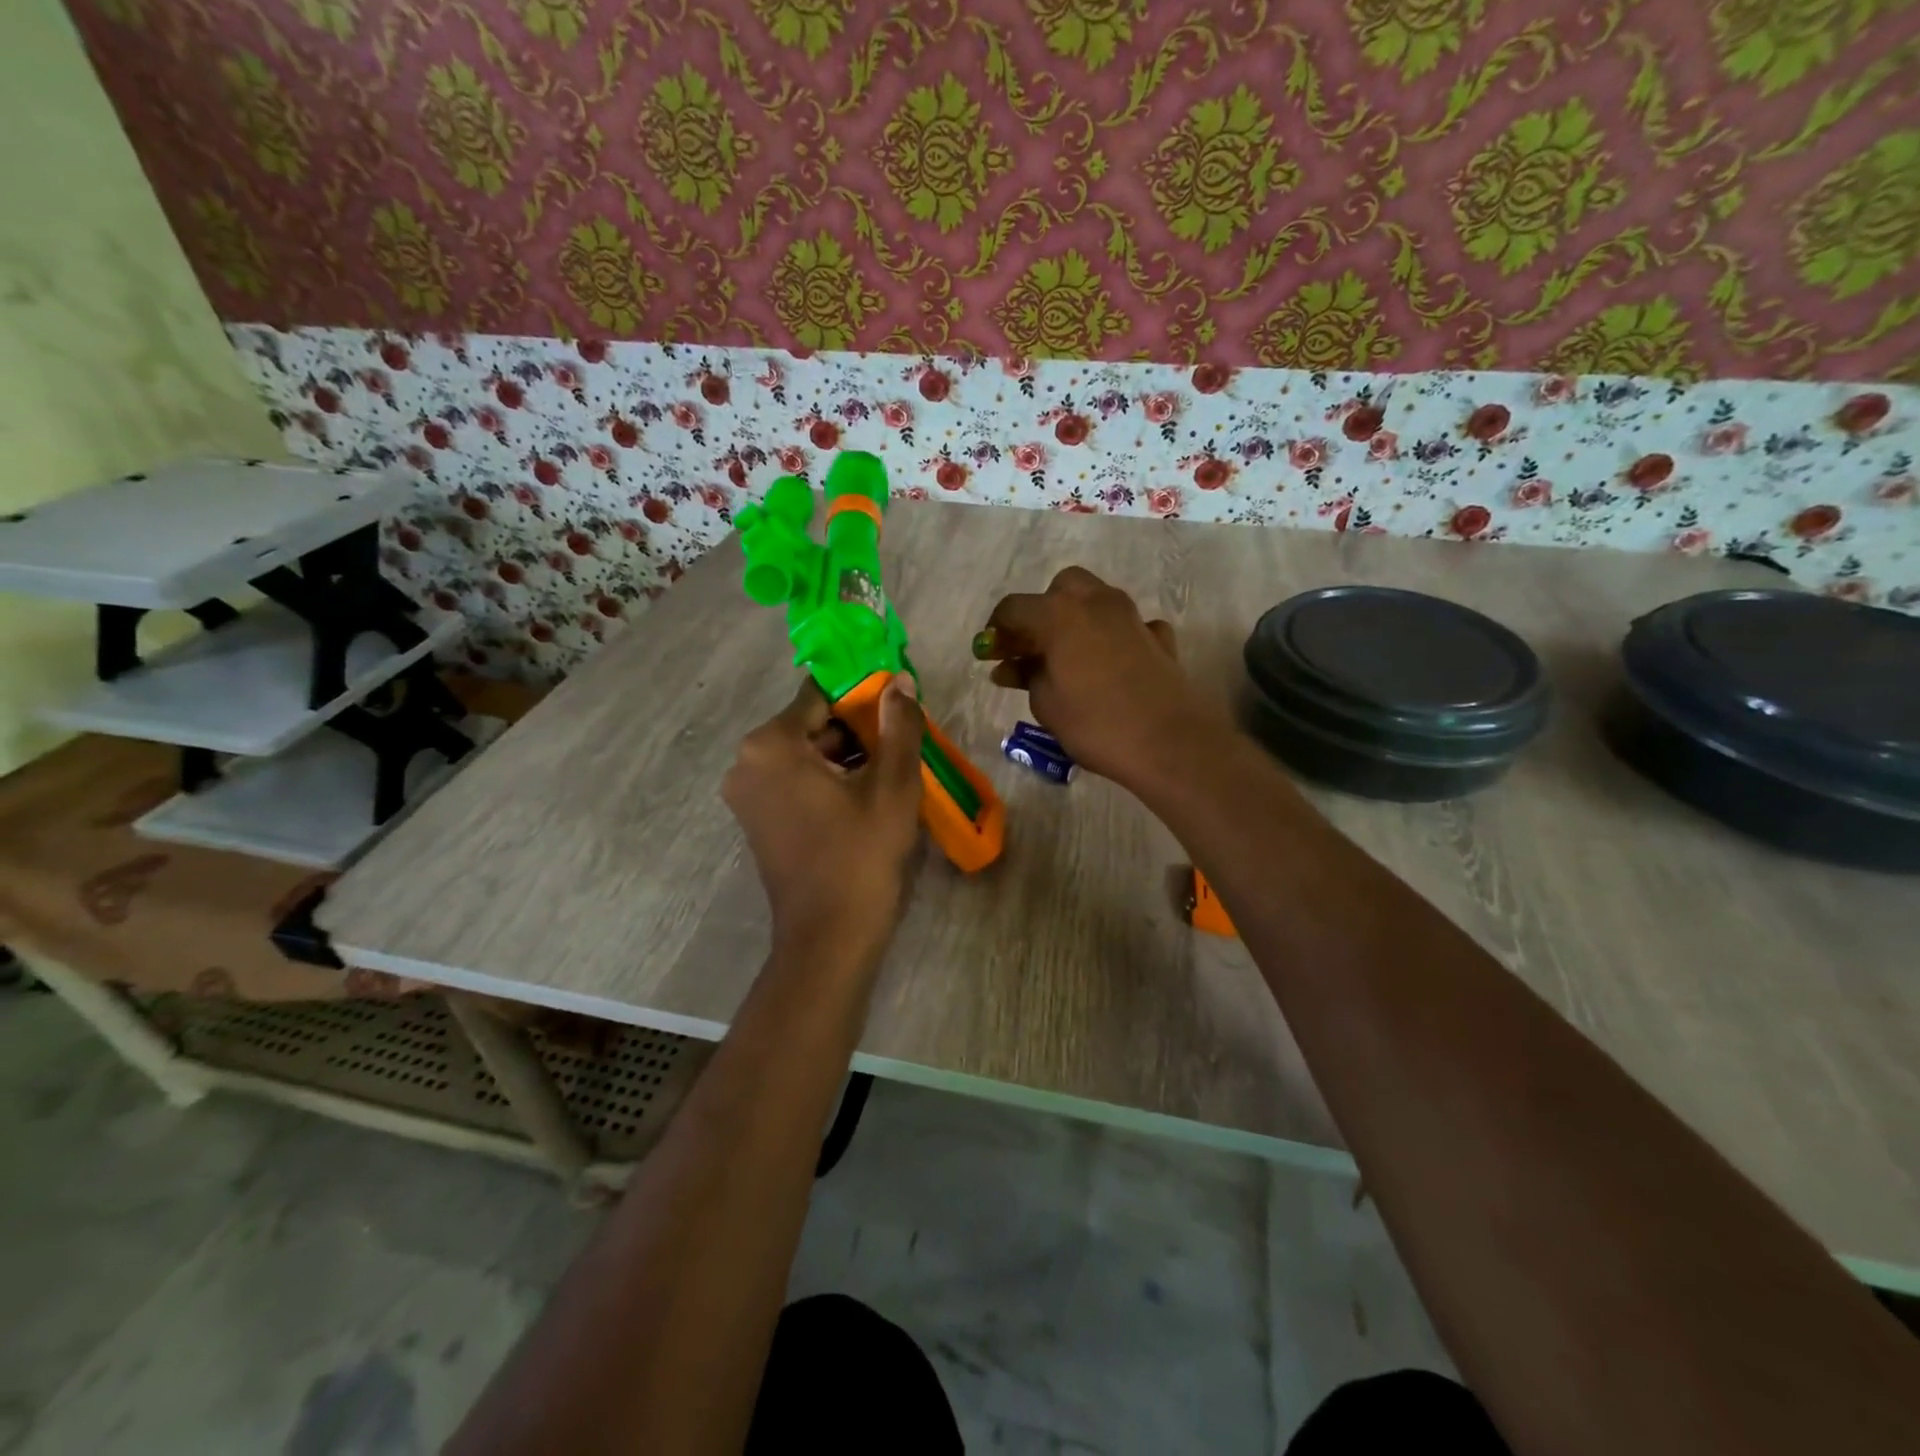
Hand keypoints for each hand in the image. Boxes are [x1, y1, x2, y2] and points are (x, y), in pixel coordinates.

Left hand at [722, 675, 925, 957]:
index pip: (821, 695)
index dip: (863, 698)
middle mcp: (747, 762)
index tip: (897, 712)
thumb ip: (899, 726)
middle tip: (900, 746)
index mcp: (771, 744)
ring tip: (889, 773)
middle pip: (811, 725)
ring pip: (805, 754)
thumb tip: (900, 682)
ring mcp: (746, 793)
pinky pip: (795, 781)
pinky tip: (863, 797)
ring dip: (845, 756)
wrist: (829, 936)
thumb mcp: (893, 785)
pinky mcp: (756, 819)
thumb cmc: (861, 854)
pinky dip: (827, 780)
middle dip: (856, 730)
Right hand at [974, 566, 1227, 787]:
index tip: (990, 654)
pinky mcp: (1158, 637)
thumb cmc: (1095, 724)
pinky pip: (1128, 625)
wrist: (1168, 742)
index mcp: (1059, 614)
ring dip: (1077, 619)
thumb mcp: (1046, 704)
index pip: (1014, 608)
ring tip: (1067, 657)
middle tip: (1032, 647)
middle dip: (1042, 611)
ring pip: (1096, 600)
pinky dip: (1114, 637)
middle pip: (1061, 589)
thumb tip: (1010, 667)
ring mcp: (1132, 616)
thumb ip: (1026, 676)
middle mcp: (1096, 602)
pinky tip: (1110, 664)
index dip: (997, 630)